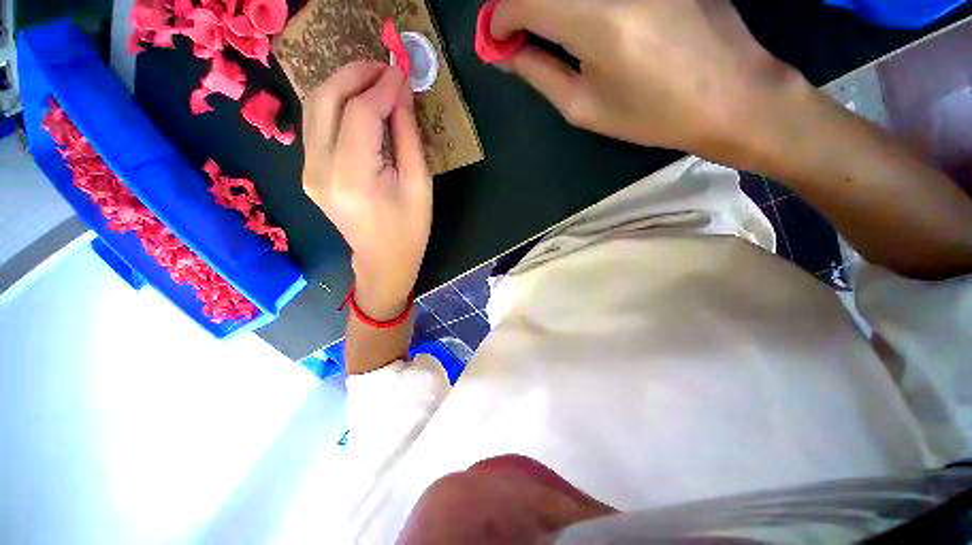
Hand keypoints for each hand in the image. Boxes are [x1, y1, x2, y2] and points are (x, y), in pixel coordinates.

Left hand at [302, 61, 431, 317]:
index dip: (381, 87)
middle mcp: (320, 170)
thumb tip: (400, 93)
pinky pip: (317, 125)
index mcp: (353, 178)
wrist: (383, 260)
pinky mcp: (309, 172)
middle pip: (325, 100)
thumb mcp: (419, 185)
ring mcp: (308, 171)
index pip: (359, 113)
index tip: (401, 72)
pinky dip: (336, 105)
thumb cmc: (410, 230)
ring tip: (373, 81)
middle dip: (354, 73)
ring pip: (314, 107)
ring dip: (342, 85)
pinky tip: (359, 105)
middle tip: (383, 67)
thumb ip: (407, 135)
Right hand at [491, 0, 800, 158]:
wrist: (730, 94)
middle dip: (521, 6)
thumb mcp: (584, 107)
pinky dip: (579, 0)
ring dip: (549, 3)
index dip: (500, 18)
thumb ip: (539, 74)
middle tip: (518, 35)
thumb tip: (505, 54)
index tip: (497, 41)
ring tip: (547, 31)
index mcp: (595, 20)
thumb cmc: (651, 114)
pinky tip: (585, 20)